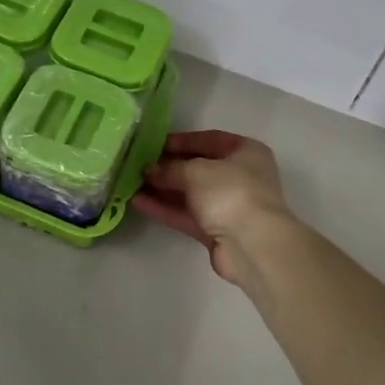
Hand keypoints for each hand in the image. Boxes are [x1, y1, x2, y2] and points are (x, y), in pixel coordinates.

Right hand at [131, 131, 293, 287]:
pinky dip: (165, 208)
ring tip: (132, 183)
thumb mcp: (197, 171)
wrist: (252, 244)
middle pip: (199, 167)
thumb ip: (171, 168)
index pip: (210, 140)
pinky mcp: (216, 230)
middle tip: (138, 164)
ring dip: (163, 189)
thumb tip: (150, 170)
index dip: (182, 140)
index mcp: (246, 152)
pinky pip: (187, 214)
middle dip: (169, 167)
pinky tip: (138, 202)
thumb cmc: (230, 192)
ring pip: (191, 193)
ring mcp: (228, 205)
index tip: (154, 143)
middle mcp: (240, 176)